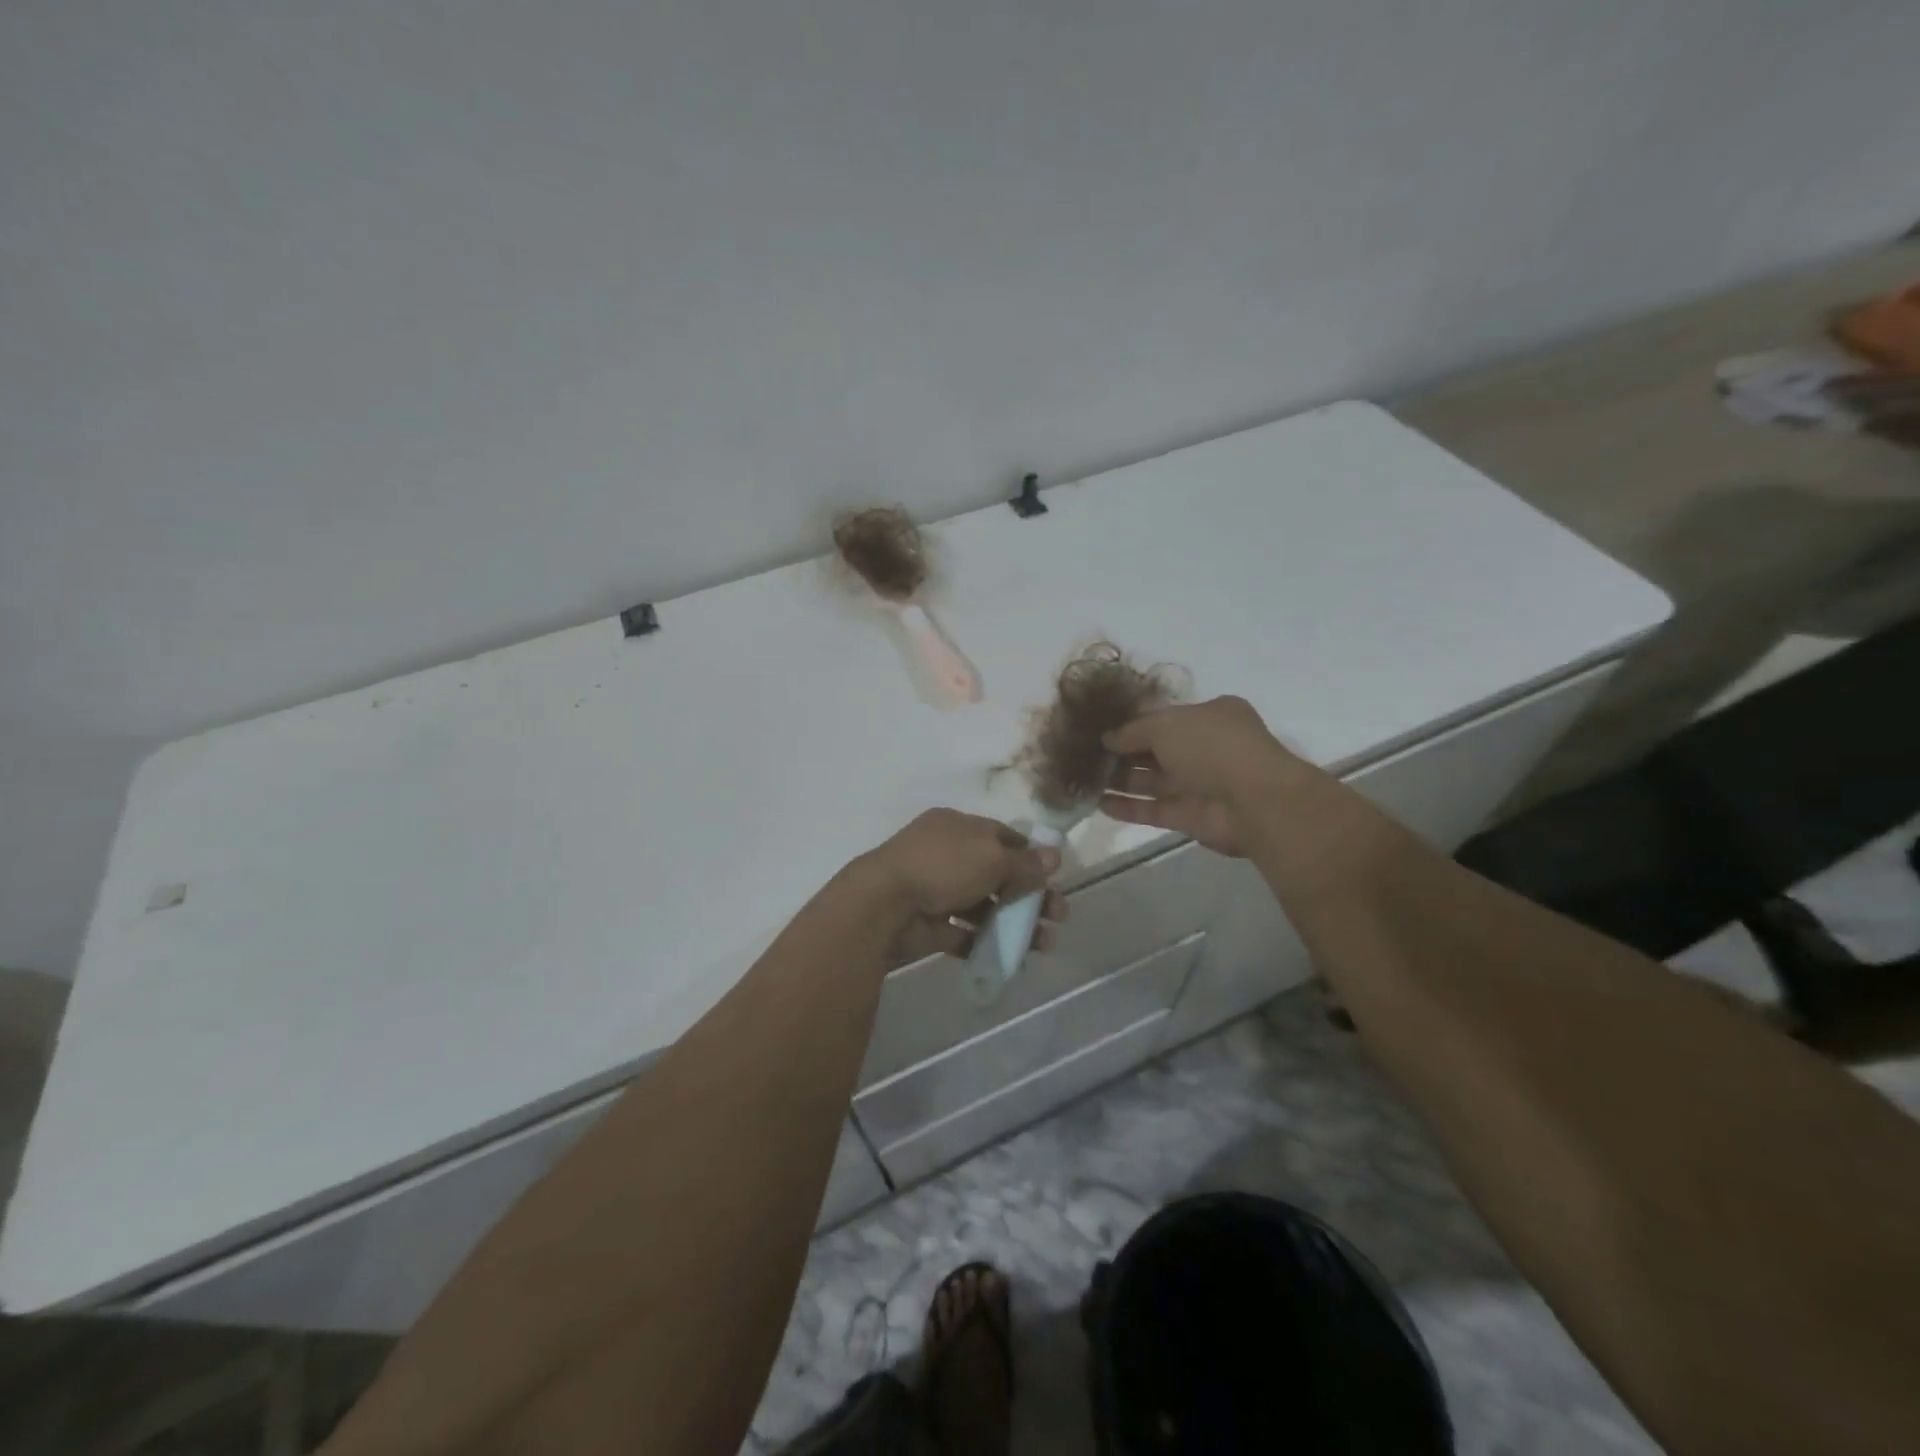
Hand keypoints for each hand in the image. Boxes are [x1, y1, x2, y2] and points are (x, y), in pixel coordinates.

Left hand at [858, 809, 1067, 965]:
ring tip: (1045, 942)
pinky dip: (987, 943)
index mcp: (956, 827)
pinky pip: (965, 934)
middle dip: (1030, 894)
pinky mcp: (930, 926)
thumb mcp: (991, 857)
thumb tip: (1054, 855)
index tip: (1053, 876)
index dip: (1028, 855)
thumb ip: (1024, 862)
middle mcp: (946, 855)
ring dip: (1015, 922)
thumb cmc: (942, 866)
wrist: (885, 905)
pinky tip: (1013, 956)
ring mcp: (936, 891)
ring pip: (985, 906)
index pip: (1000, 836)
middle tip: (1060, 914)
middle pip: (997, 874)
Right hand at [1098, 696, 1309, 856]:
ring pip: (1152, 781)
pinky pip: (1154, 809)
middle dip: (1121, 752)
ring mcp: (1199, 784)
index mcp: (1209, 716)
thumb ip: (1132, 730)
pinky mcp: (1191, 817)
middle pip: (1155, 749)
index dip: (1132, 721)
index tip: (1099, 726)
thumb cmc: (1211, 746)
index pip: (1164, 716)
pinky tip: (1098, 804)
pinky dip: (1128, 807)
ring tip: (1083, 778)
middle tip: (1084, 753)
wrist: (1253, 800)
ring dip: (1119, 780)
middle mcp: (1205, 748)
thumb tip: (1107, 738)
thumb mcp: (1166, 724)